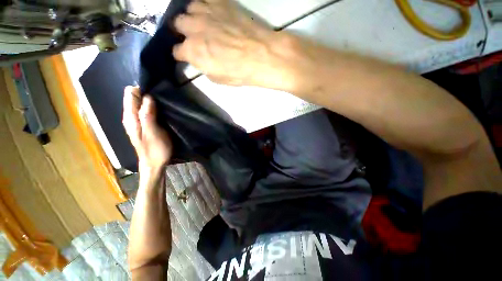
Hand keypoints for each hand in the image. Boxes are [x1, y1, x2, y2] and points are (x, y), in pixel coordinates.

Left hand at [122, 86, 172, 171]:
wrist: (154, 164)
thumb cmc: (155, 150)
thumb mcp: (153, 133)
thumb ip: (147, 115)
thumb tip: (147, 96)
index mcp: (131, 117)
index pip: (130, 94)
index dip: (142, 89)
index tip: (156, 91)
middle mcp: (131, 117)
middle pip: (135, 97)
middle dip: (147, 94)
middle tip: (162, 98)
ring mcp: (137, 121)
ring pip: (141, 103)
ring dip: (151, 101)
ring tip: (164, 103)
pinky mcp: (144, 124)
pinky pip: (146, 110)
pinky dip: (153, 107)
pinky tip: (162, 110)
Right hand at [173, 0, 280, 85]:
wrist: (260, 55)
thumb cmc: (239, 72)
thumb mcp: (218, 78)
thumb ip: (204, 66)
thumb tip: (200, 60)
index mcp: (192, 51)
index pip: (176, 51)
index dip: (181, 54)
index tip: (185, 55)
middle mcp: (193, 28)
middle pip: (178, 24)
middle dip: (183, 32)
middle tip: (193, 37)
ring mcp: (205, 12)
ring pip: (189, 9)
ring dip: (193, 17)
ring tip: (203, 23)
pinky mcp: (219, 2)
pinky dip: (206, 6)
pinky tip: (213, 14)